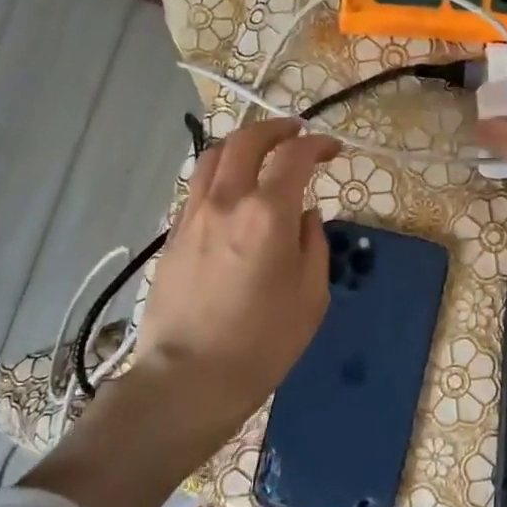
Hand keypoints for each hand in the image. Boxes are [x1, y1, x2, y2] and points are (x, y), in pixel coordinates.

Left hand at [132, 118, 339, 429]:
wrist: (189, 377)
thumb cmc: (262, 343)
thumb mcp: (311, 297)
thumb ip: (313, 244)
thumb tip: (305, 216)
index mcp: (267, 214)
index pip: (294, 157)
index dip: (317, 145)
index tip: (332, 150)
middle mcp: (226, 201)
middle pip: (246, 141)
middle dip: (275, 128)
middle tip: (296, 132)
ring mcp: (193, 215)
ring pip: (213, 156)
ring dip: (242, 143)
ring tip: (261, 149)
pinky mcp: (174, 234)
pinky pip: (197, 185)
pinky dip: (220, 171)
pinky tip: (233, 188)